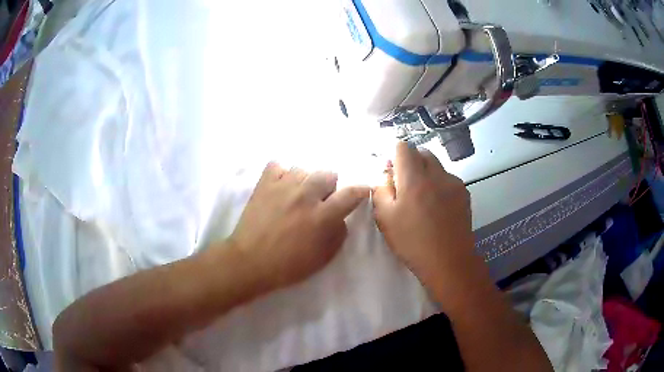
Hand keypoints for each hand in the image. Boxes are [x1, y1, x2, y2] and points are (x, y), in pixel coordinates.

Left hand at [229, 163, 369, 291]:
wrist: (250, 262)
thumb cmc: (288, 265)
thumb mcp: (323, 257)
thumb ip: (338, 233)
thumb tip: (340, 217)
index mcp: (322, 216)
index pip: (351, 193)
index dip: (361, 190)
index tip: (362, 191)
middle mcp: (305, 195)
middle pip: (328, 173)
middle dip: (329, 187)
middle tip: (320, 201)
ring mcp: (283, 186)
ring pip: (303, 169)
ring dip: (305, 181)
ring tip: (296, 195)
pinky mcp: (264, 184)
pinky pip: (278, 166)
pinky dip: (281, 174)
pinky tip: (280, 187)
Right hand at [373, 142, 476, 292]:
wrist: (449, 260)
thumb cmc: (412, 242)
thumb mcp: (385, 218)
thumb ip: (381, 189)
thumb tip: (386, 173)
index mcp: (414, 178)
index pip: (404, 147)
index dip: (395, 156)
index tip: (392, 173)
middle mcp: (436, 174)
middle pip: (422, 152)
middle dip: (411, 162)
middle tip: (405, 186)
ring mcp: (454, 182)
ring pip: (436, 165)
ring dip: (426, 173)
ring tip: (423, 199)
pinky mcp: (464, 193)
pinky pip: (448, 179)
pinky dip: (439, 184)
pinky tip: (438, 207)